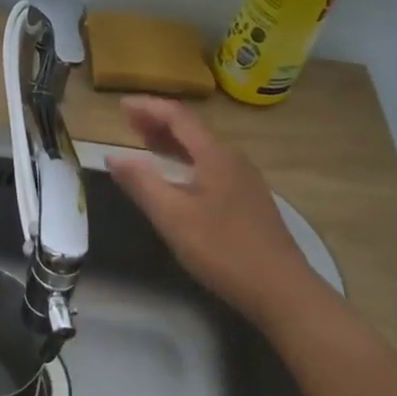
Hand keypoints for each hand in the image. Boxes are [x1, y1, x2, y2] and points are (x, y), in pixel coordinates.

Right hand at [105, 95, 323, 326]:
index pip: (178, 116)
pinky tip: (178, 179)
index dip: (148, 107)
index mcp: (215, 156)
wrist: (283, 290)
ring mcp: (245, 180)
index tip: (121, 105)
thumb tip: (114, 156)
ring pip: (202, 149)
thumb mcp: (174, 218)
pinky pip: (211, 166)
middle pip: (192, 130)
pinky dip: (187, 161)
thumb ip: (142, 183)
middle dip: (158, 122)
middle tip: (127, 122)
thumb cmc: (223, 250)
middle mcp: (232, 160)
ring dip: (172, 142)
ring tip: (146, 144)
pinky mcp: (249, 201)